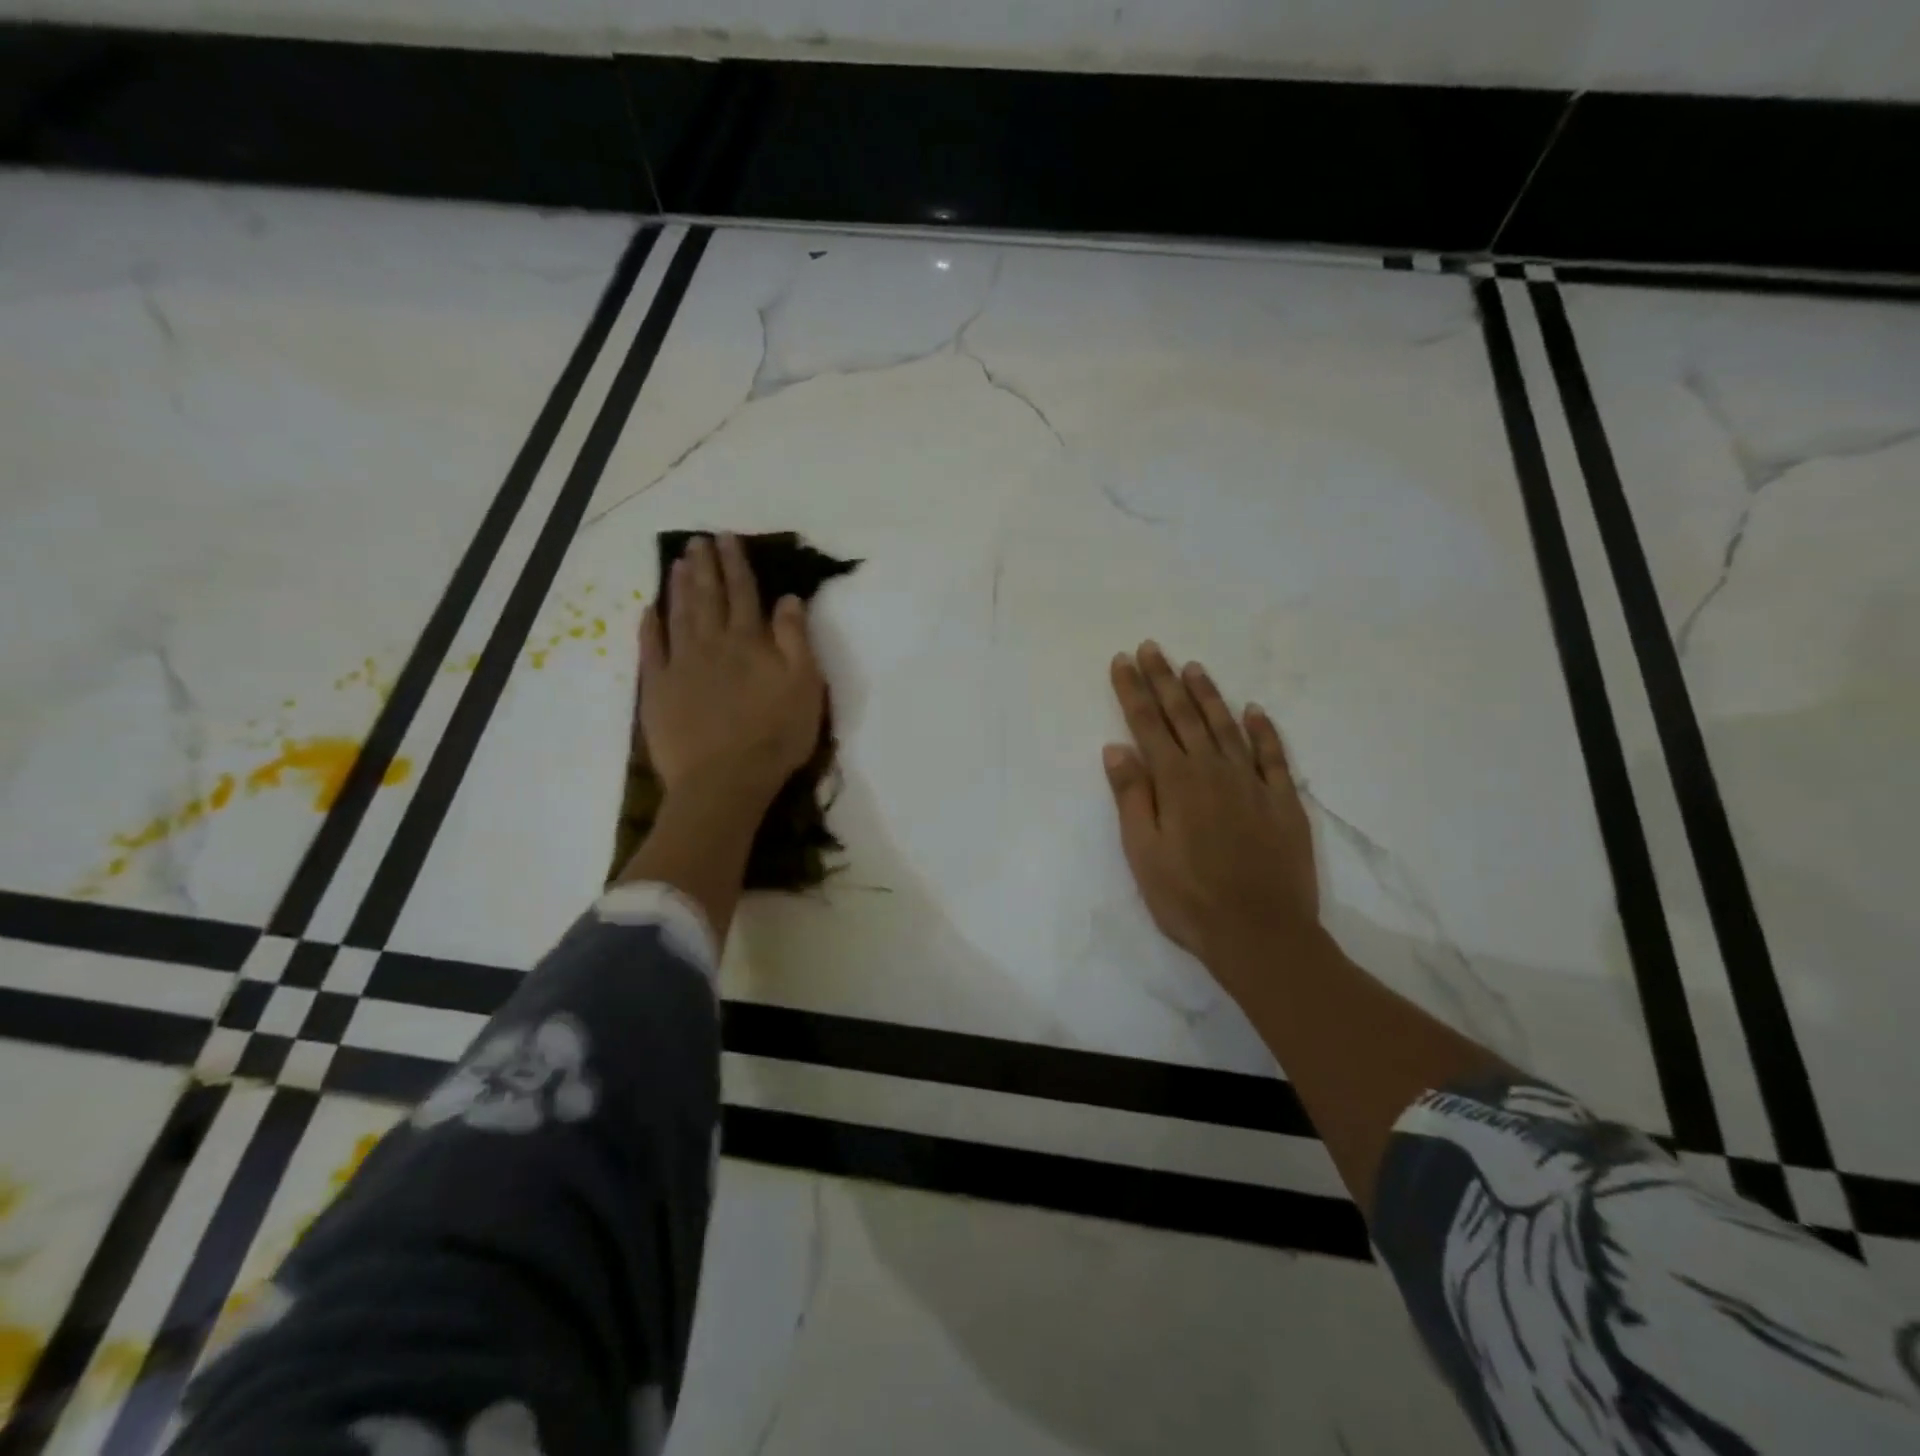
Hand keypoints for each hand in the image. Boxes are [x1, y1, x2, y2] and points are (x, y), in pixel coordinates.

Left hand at [640, 533, 824, 806]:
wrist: (724, 780)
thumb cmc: (775, 736)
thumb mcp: (804, 687)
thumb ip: (795, 640)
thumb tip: (788, 599)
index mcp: (750, 642)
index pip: (744, 593)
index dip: (737, 564)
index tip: (728, 538)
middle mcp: (712, 644)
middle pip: (708, 597)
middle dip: (706, 566)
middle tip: (698, 540)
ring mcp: (680, 665)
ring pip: (680, 615)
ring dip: (679, 587)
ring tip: (679, 562)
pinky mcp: (658, 690)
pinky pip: (652, 649)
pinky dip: (650, 626)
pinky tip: (650, 609)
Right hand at [1102, 642, 1320, 990]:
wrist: (1260, 933)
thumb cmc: (1188, 898)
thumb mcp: (1143, 852)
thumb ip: (1132, 796)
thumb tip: (1117, 747)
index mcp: (1175, 782)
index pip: (1148, 725)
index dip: (1133, 691)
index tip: (1122, 661)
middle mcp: (1213, 771)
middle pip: (1184, 715)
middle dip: (1164, 679)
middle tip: (1152, 648)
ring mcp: (1252, 783)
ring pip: (1226, 726)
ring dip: (1208, 695)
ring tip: (1193, 667)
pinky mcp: (1283, 801)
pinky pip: (1273, 755)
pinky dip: (1263, 729)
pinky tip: (1255, 710)